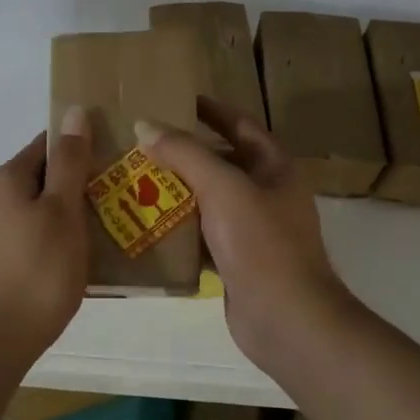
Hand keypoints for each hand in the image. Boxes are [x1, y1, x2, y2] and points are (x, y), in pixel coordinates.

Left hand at [0, 108, 92, 367]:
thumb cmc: (36, 272)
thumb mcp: (63, 211)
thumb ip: (69, 162)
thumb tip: (73, 110)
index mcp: (7, 177)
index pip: (47, 144)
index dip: (80, 148)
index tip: (112, 164)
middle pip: (38, 178)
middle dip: (74, 185)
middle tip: (115, 204)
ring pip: (31, 210)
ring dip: (62, 216)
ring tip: (100, 236)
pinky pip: (23, 238)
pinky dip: (46, 241)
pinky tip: (68, 263)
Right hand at [136, 97, 344, 363]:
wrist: (287, 319)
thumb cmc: (261, 243)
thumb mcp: (223, 187)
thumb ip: (185, 153)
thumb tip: (145, 125)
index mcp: (274, 167)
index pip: (240, 125)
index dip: (211, 110)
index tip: (176, 99)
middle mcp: (266, 193)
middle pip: (220, 162)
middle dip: (183, 153)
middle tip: (140, 142)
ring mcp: (252, 230)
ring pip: (207, 200)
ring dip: (175, 191)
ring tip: (133, 180)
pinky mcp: (235, 260)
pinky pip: (201, 234)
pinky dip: (177, 228)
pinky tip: (145, 224)